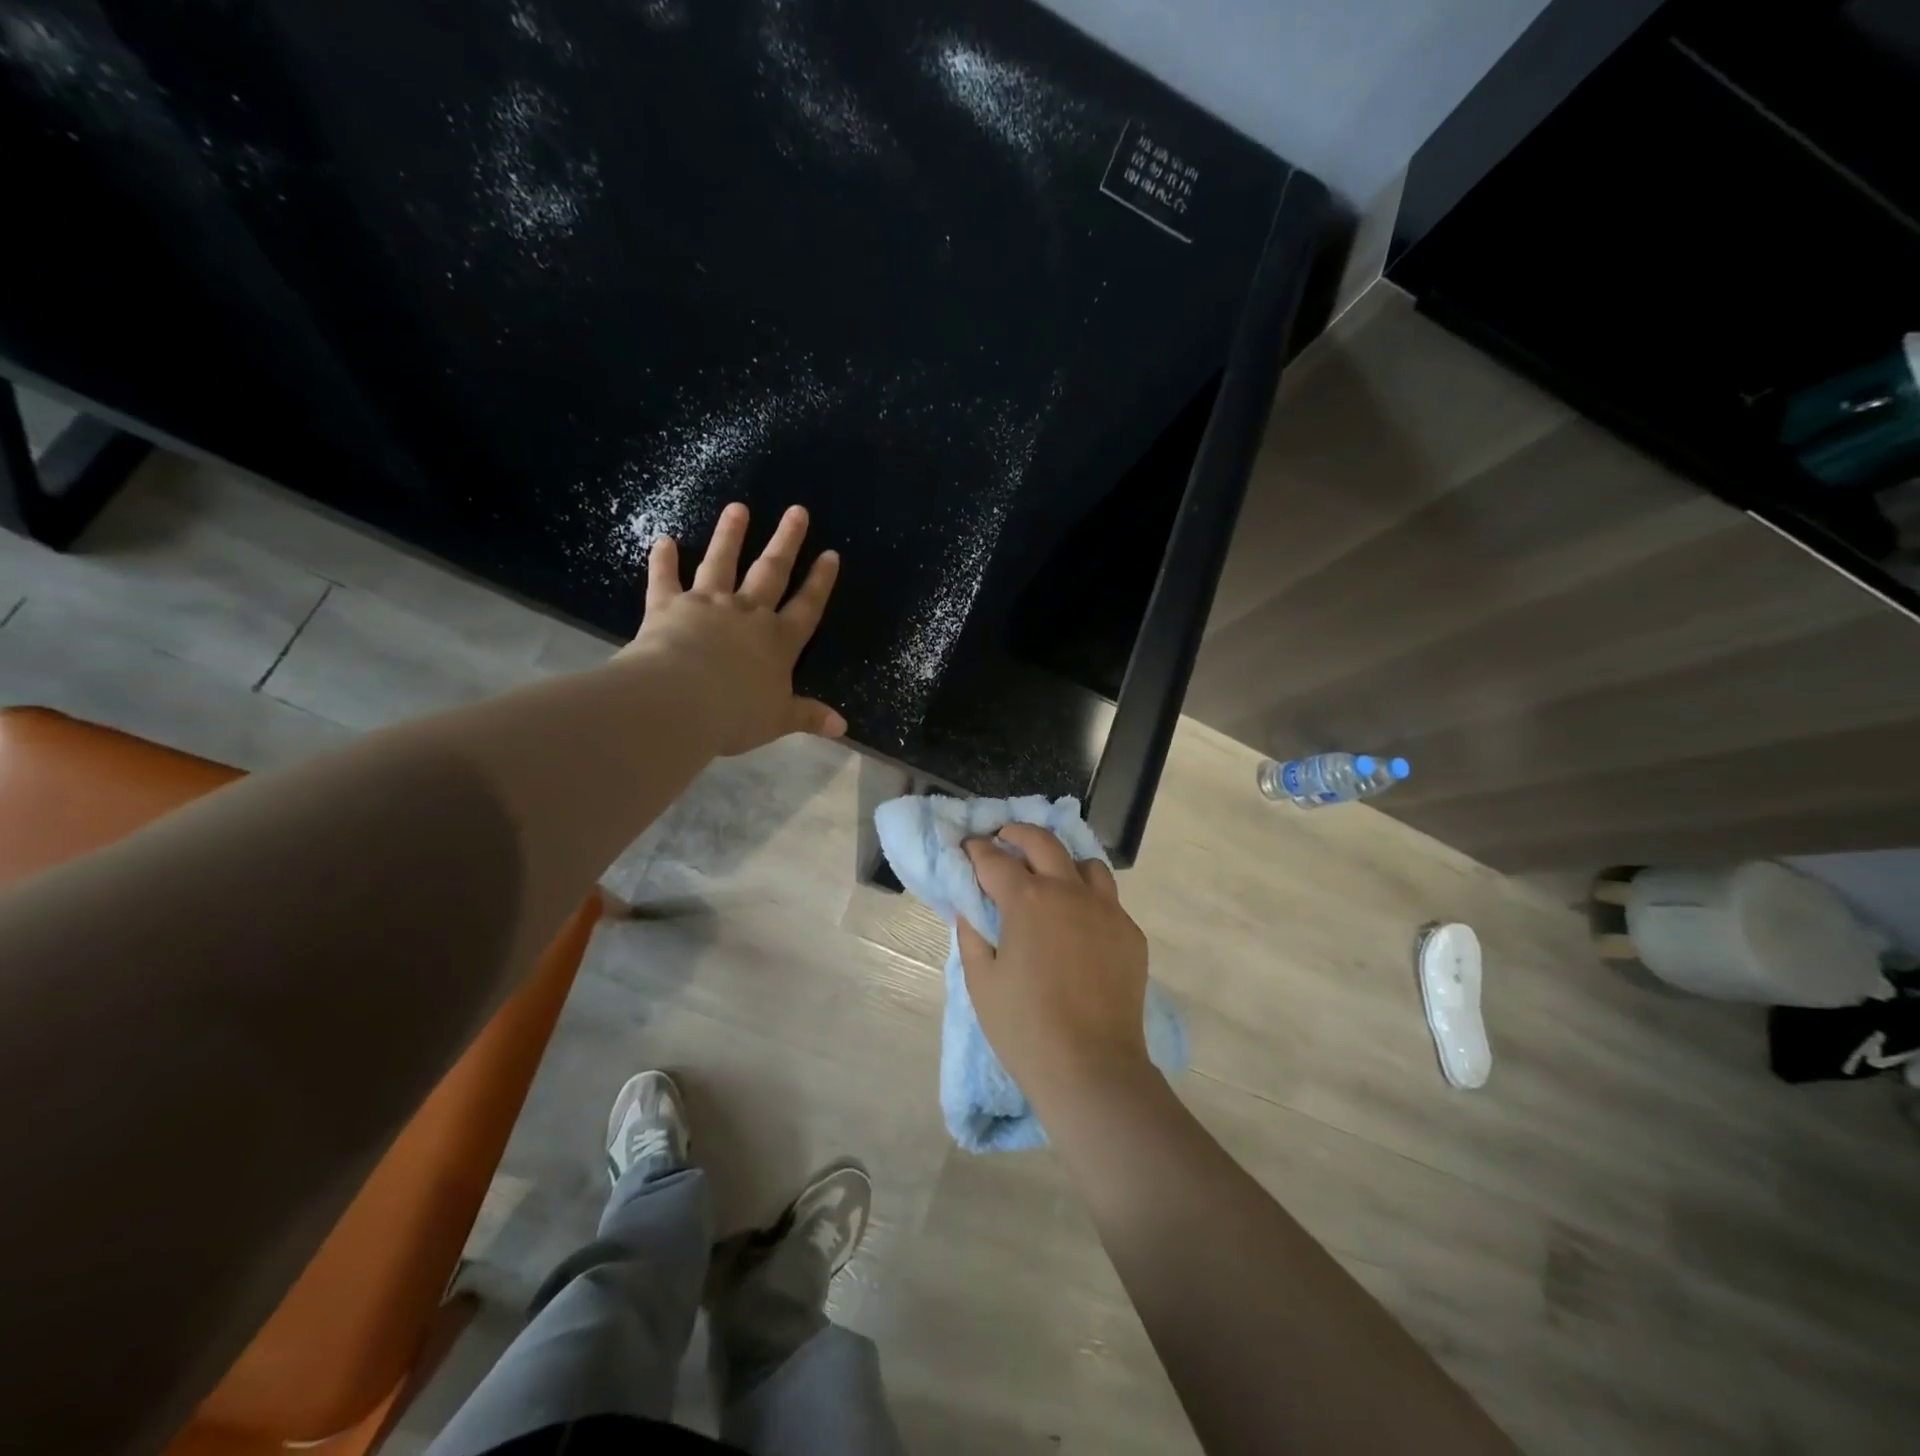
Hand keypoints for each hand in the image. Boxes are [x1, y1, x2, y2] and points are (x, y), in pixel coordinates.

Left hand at [622, 502, 845, 755]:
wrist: (680, 701)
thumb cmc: (735, 714)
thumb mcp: (779, 720)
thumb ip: (808, 717)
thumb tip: (842, 727)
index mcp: (779, 642)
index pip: (806, 606)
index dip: (820, 582)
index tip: (830, 554)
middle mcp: (747, 614)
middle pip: (772, 572)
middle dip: (786, 542)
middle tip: (796, 511)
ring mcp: (707, 605)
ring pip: (722, 563)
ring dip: (731, 535)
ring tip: (738, 508)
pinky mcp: (668, 606)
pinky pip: (665, 579)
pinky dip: (664, 560)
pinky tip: (664, 540)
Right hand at [957, 824, 1152, 1111]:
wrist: (1092, 1068)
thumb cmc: (1025, 1027)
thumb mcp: (981, 982)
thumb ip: (971, 935)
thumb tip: (970, 907)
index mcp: (1027, 900)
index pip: (994, 859)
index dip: (976, 850)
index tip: (968, 849)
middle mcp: (1069, 891)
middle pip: (1043, 841)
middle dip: (1017, 833)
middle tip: (1003, 840)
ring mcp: (1106, 910)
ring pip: (1085, 863)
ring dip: (1062, 861)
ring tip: (1049, 878)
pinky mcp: (1130, 933)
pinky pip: (1108, 900)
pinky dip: (1088, 898)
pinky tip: (1078, 923)